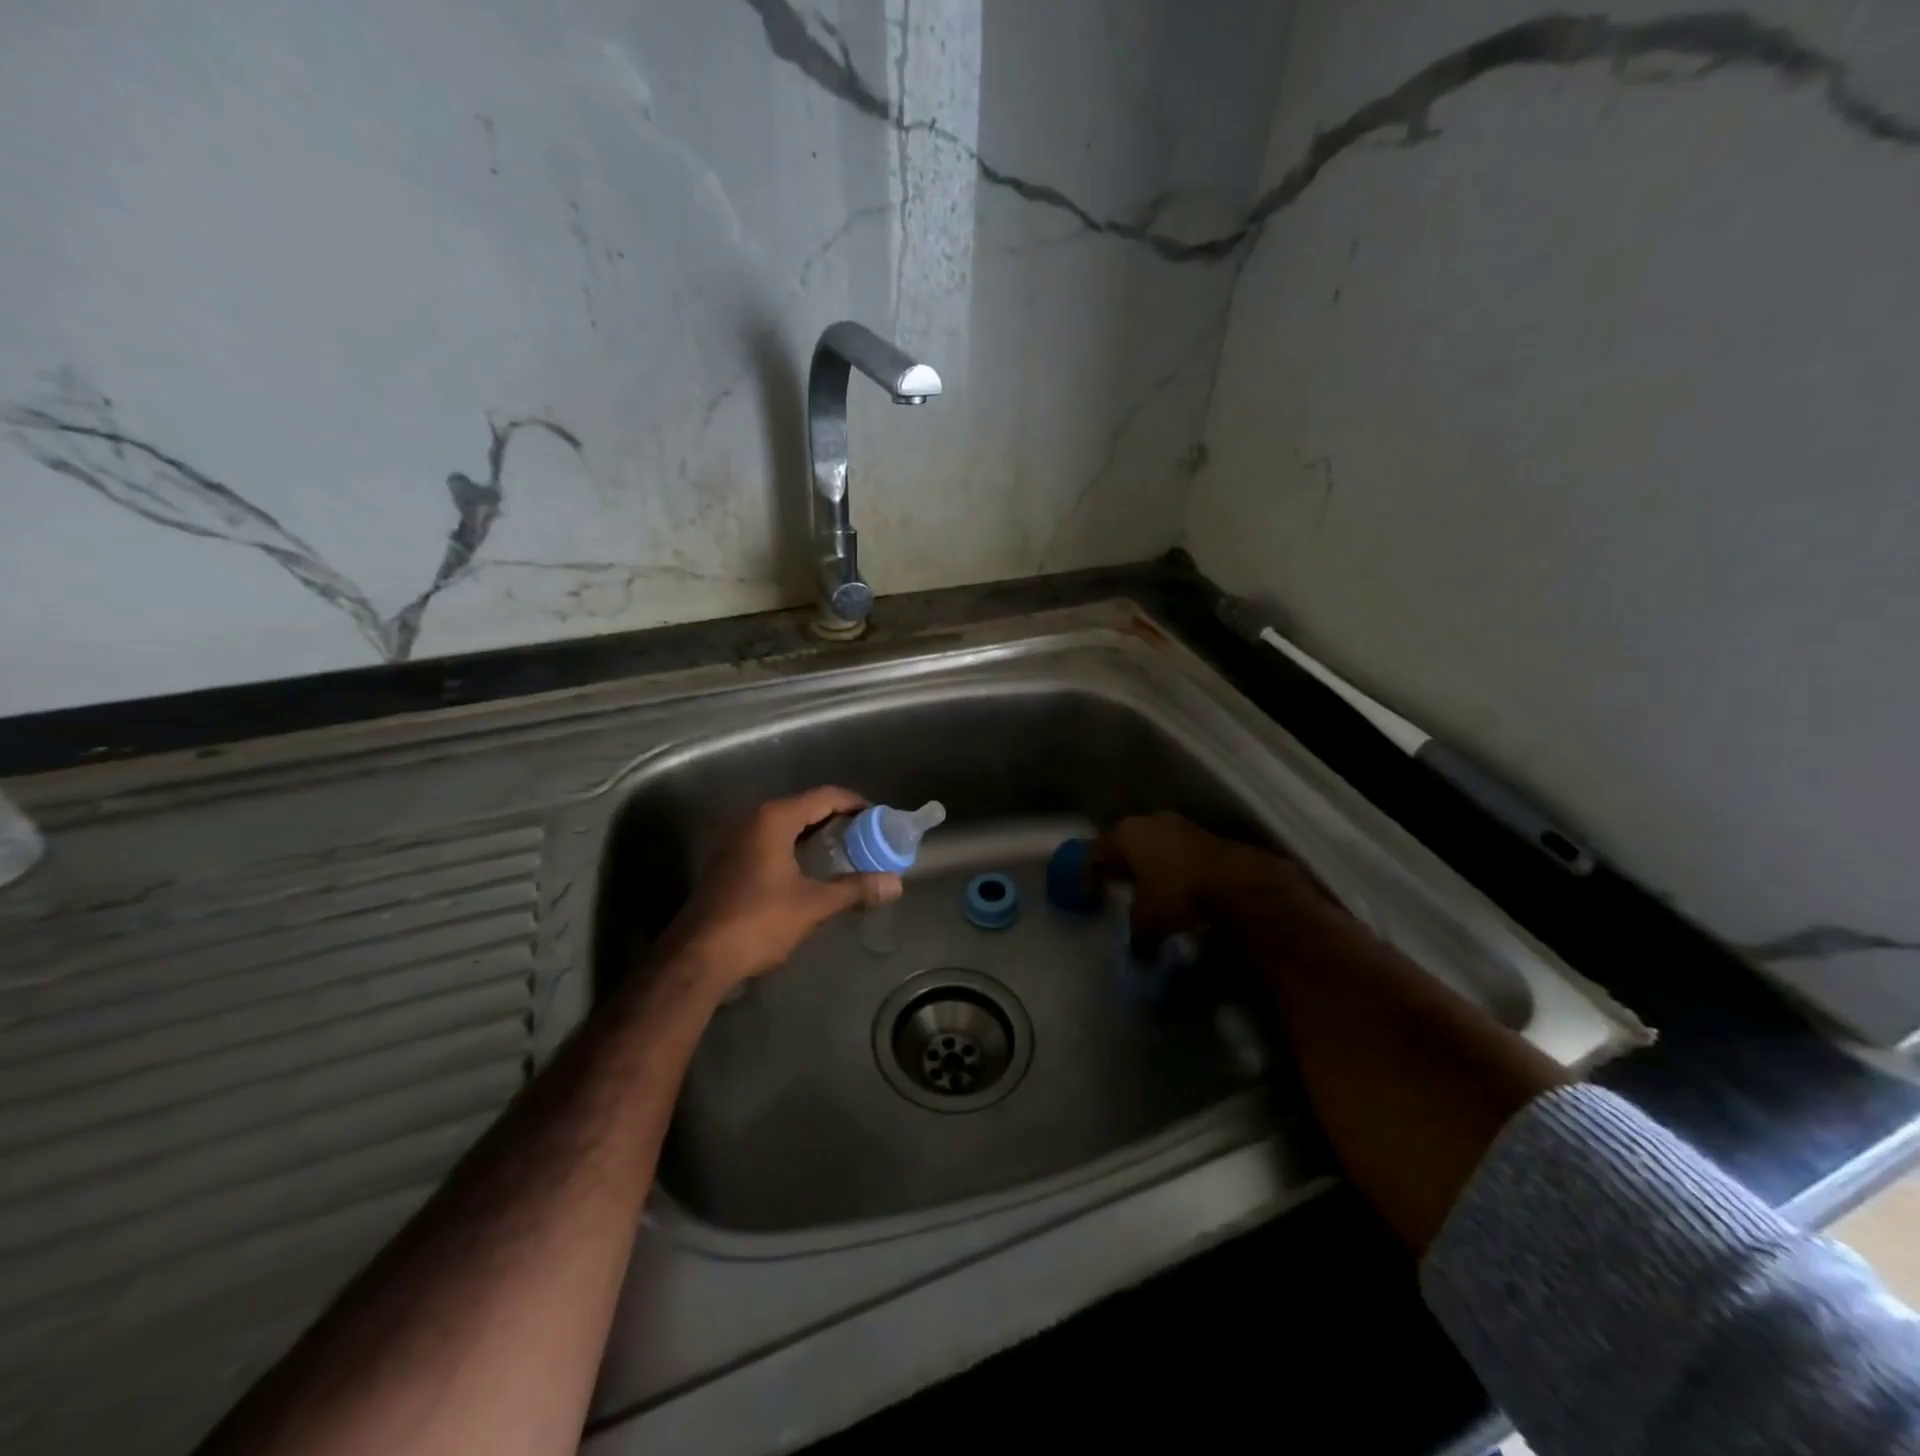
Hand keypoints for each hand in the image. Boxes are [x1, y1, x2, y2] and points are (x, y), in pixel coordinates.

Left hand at [661, 786, 902, 994]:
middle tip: (868, 836)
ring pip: (786, 825)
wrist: (699, 957)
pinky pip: (771, 841)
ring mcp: (736, 839)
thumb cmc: (759, 921)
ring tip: (847, 850)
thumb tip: (895, 884)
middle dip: (838, 819)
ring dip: (816, 834)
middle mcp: (753, 820)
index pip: (824, 796)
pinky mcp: (729, 861)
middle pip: (805, 807)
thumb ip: (855, 889)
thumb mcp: (813, 905)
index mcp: (774, 819)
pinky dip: (796, 846)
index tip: (879, 818)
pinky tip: (812, 868)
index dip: (855, 804)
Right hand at [1091, 812, 1322, 942]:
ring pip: (1151, 844)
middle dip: (1117, 864)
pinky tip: (1171, 885)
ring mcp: (1178, 825)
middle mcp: (1148, 821)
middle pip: (1123, 843)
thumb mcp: (1146, 921)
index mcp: (1125, 834)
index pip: (1095, 851)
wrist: (1237, 883)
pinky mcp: (1203, 835)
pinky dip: (1168, 866)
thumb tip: (1135, 950)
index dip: (1088, 872)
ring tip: (1143, 887)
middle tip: (1112, 884)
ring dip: (1145, 864)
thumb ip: (1134, 933)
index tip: (1087, 891)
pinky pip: (1174, 850)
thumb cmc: (1177, 894)